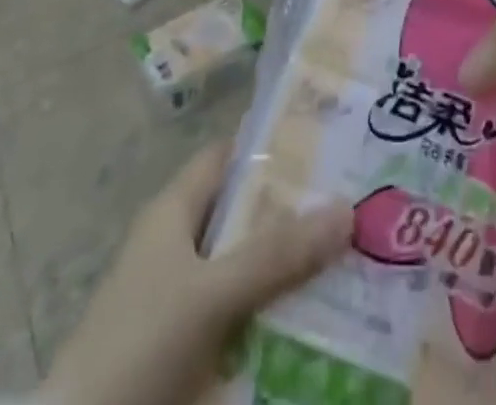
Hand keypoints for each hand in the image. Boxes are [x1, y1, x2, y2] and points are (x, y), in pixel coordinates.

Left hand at [42, 141, 351, 404]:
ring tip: (358, 259)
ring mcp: (184, 304)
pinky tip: (326, 325)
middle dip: (299, 212)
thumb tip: (347, 207)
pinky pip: (247, 321)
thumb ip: (276, 254)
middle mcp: (180, 248)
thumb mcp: (210, 294)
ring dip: (295, 270)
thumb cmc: (137, 349)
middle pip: (248, 214)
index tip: (331, 141)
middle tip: (358, 203)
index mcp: (174, 213)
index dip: (275, 143)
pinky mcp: (191, 355)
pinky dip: (280, 320)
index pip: (230, 156)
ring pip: (252, 270)